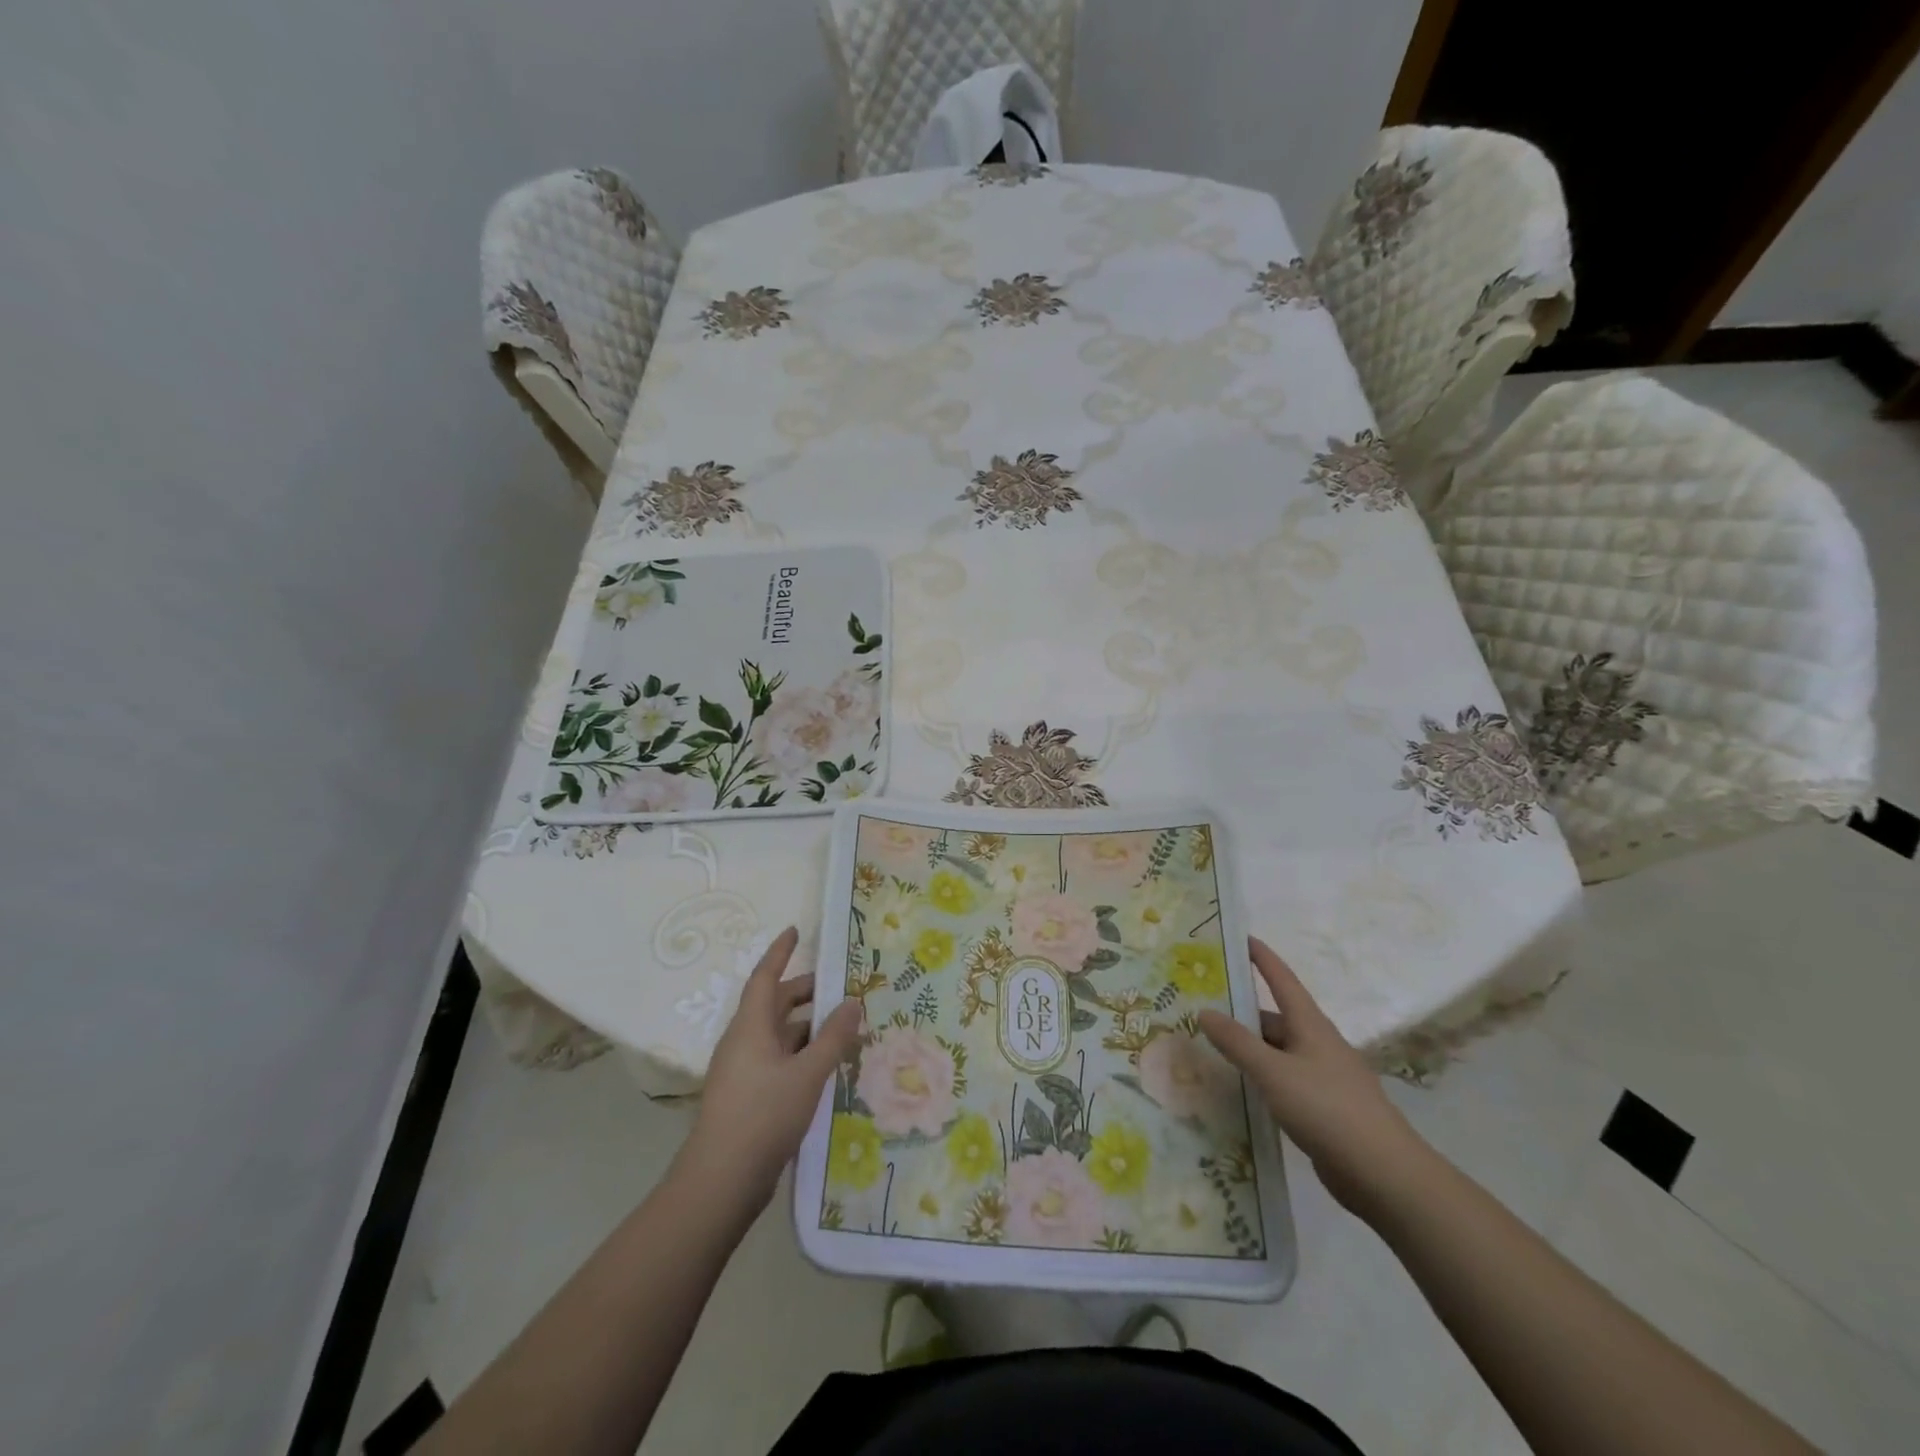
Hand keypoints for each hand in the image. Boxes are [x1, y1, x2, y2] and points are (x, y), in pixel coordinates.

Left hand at [677, 927, 863, 1212]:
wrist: (721, 1182)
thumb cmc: (763, 1115)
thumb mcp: (808, 1073)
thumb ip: (833, 1037)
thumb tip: (852, 1001)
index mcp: (750, 1027)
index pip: (765, 977)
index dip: (780, 952)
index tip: (795, 930)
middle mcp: (743, 1042)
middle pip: (774, 1005)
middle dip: (805, 993)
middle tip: (839, 988)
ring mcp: (743, 1071)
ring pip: (778, 1035)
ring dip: (808, 1028)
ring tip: (843, 1029)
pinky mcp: (747, 1096)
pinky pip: (777, 1060)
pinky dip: (801, 1054)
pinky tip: (825, 1067)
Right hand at [1198, 937, 1431, 1216]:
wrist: (1385, 1174)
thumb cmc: (1327, 1109)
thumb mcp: (1273, 1072)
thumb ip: (1237, 1042)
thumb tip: (1205, 1011)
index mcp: (1310, 1025)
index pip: (1282, 979)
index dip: (1262, 958)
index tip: (1240, 938)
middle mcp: (1319, 1044)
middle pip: (1276, 1019)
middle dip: (1243, 1013)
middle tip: (1204, 1008)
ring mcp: (1325, 1077)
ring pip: (1279, 1052)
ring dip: (1250, 1049)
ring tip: (1212, 1050)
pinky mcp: (1326, 1108)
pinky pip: (1285, 1080)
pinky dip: (1262, 1077)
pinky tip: (1242, 1090)